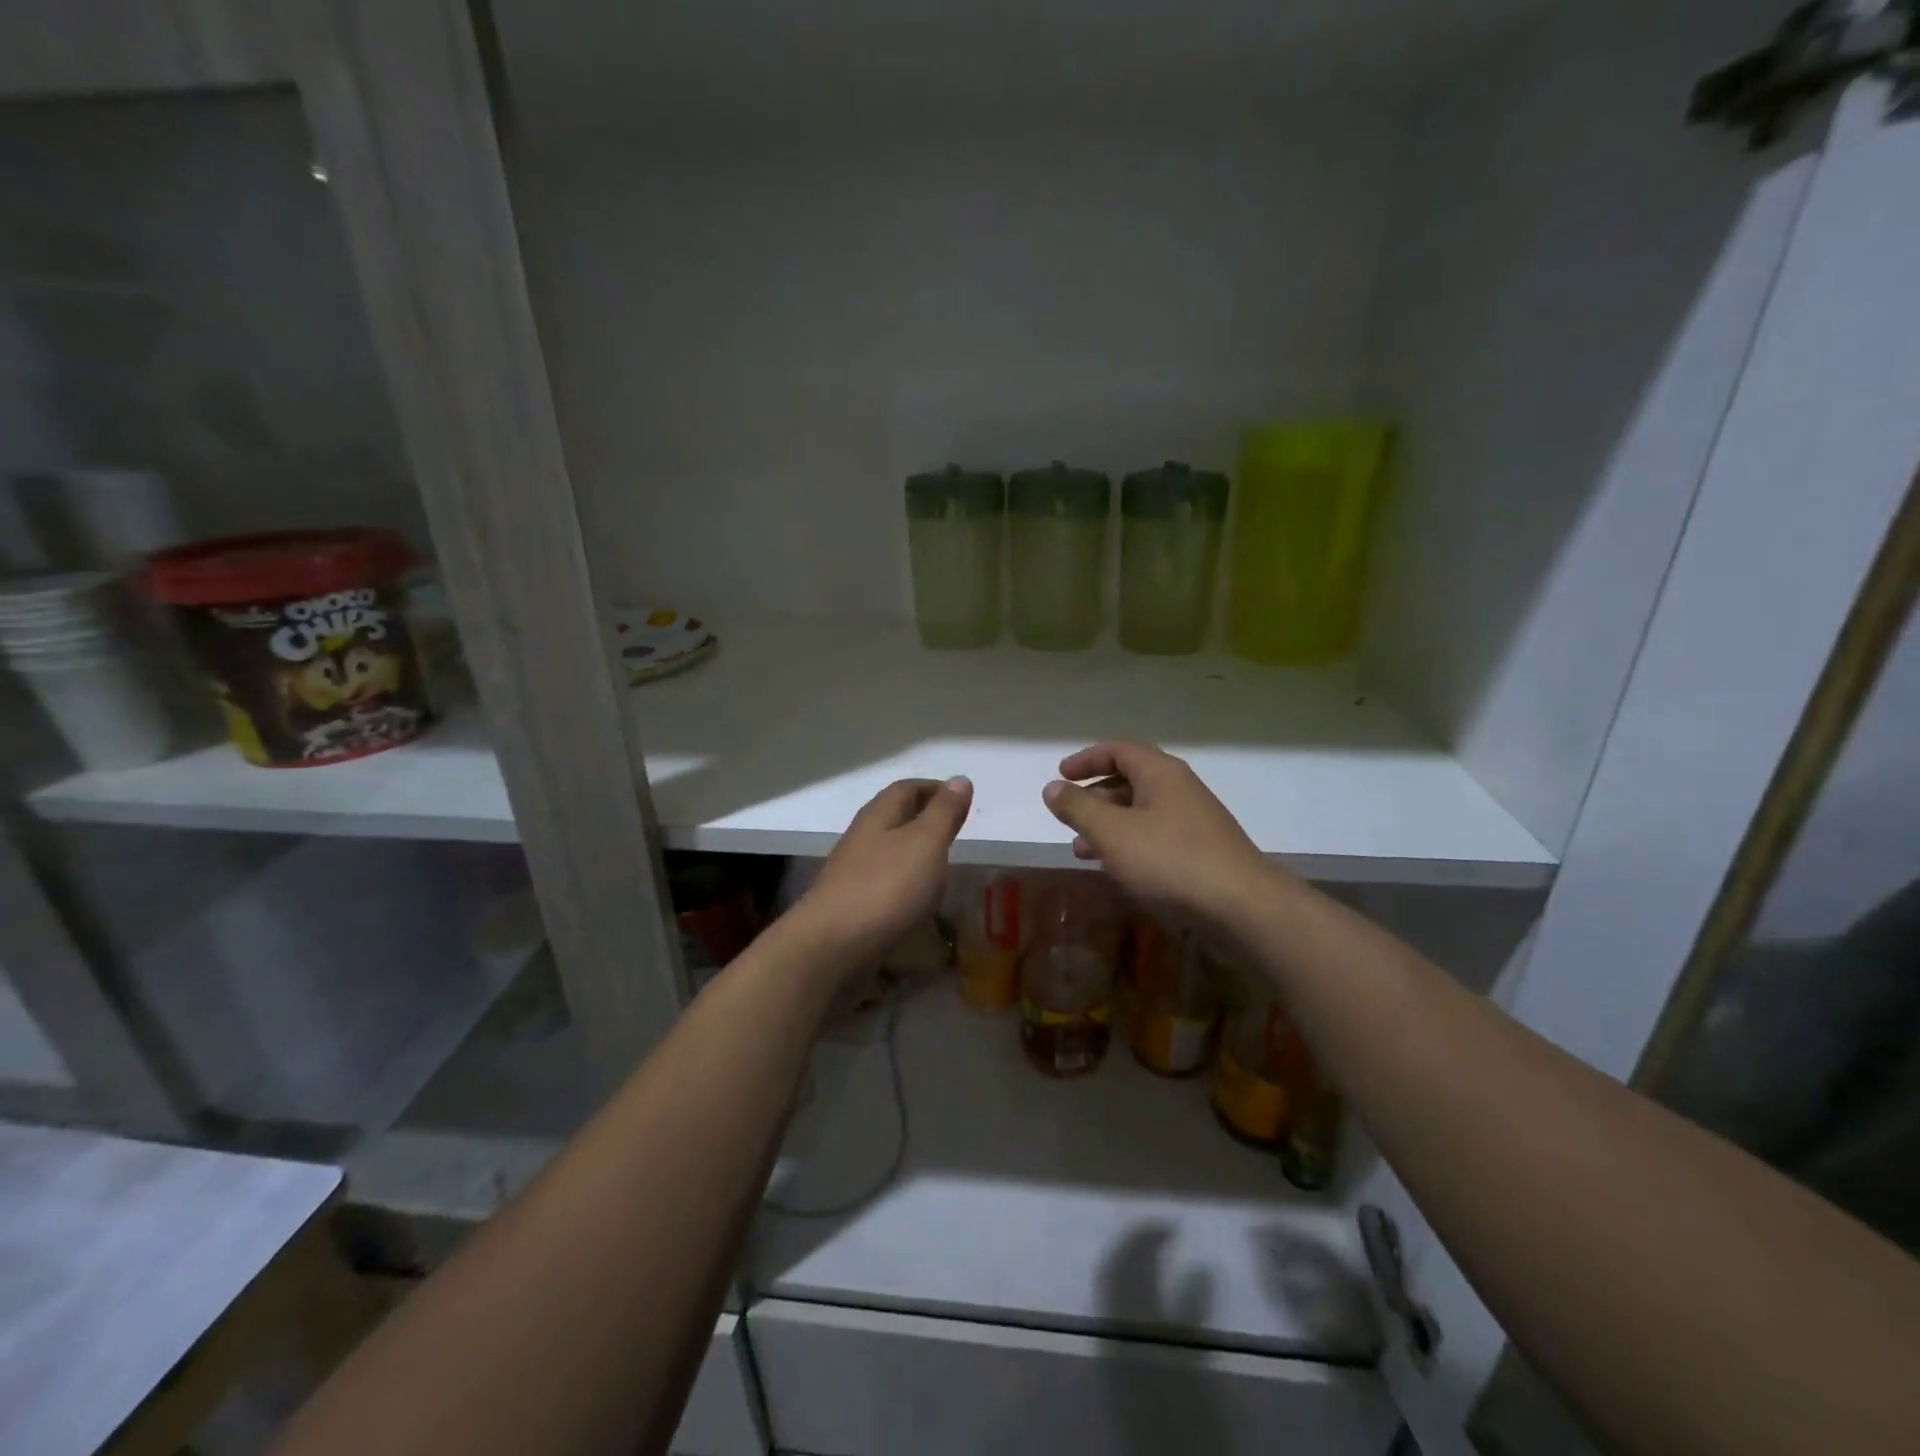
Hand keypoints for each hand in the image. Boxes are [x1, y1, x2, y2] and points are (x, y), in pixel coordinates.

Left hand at [789, 776, 973, 975]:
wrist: (831, 948)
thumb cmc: (885, 887)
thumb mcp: (925, 843)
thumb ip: (944, 813)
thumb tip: (960, 779)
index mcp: (878, 816)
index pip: (906, 789)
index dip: (934, 789)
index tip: (960, 798)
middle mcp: (861, 838)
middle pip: (893, 818)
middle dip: (923, 818)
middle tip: (954, 831)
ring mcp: (851, 874)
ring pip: (886, 851)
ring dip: (912, 852)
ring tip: (941, 865)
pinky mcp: (850, 906)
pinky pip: (882, 883)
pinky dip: (903, 883)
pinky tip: (916, 900)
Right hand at [1042, 743, 1275, 933]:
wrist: (1242, 908)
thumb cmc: (1170, 860)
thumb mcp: (1112, 832)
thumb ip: (1078, 808)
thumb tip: (1052, 787)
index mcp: (1161, 774)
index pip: (1118, 750)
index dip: (1086, 759)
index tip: (1060, 775)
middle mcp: (1180, 790)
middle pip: (1130, 780)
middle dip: (1095, 797)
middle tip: (1068, 816)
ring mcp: (1194, 823)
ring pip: (1141, 814)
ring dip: (1108, 826)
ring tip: (1081, 850)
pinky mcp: (1201, 854)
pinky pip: (1156, 839)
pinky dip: (1129, 846)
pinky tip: (1117, 871)